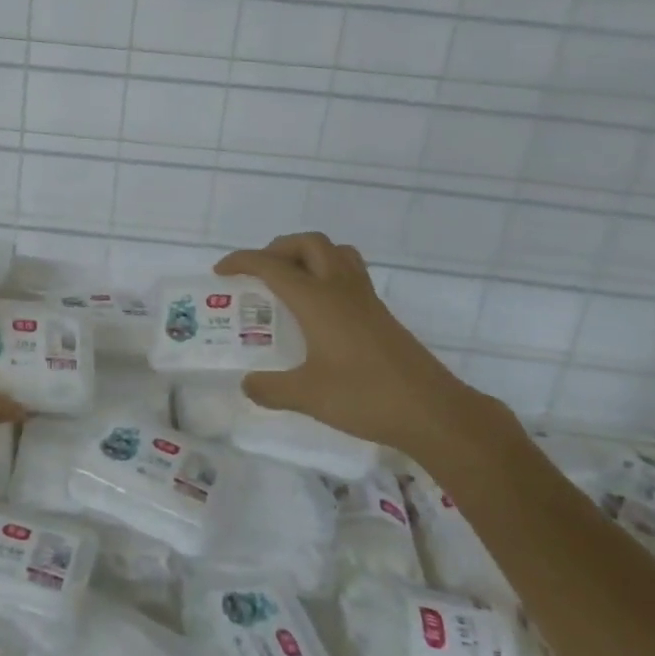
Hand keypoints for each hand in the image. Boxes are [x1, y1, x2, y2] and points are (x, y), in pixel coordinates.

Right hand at [215, 232, 480, 454]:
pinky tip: (321, 310)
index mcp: (317, 299)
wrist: (433, 411)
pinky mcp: (381, 314)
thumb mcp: (308, 396)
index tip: (221, 272)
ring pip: (335, 252)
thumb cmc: (365, 396)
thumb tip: (248, 384)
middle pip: (308, 244)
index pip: (271, 265)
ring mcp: (365, 299)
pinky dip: (328, 274)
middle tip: (259, 274)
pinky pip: (350, 273)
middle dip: (278, 249)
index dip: (242, 262)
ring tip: (291, 281)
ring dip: (308, 255)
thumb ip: (271, 388)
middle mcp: (340, 288)